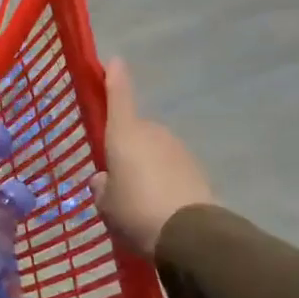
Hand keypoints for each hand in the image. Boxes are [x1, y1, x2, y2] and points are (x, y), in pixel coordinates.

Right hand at [93, 57, 214, 255]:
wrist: (190, 236)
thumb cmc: (135, 211)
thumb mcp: (106, 205)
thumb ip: (101, 188)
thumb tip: (104, 179)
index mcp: (124, 134)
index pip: (118, 96)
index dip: (114, 78)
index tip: (114, 61)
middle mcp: (152, 133)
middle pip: (135, 131)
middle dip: (127, 147)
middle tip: (118, 176)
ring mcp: (178, 149)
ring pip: (154, 150)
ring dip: (147, 165)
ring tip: (140, 198)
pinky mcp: (197, 169)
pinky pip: (172, 168)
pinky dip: (165, 180)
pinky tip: (160, 206)